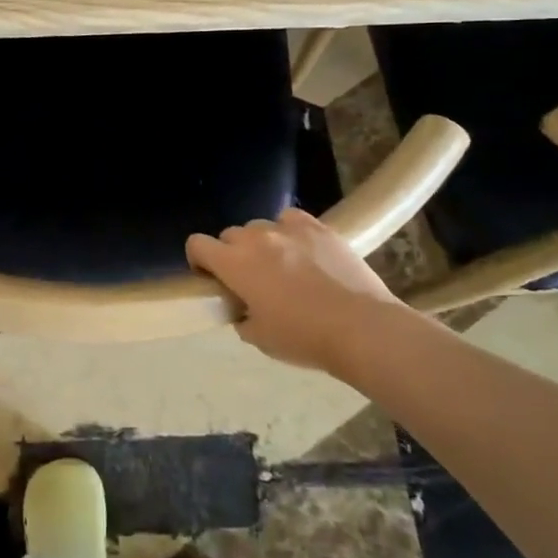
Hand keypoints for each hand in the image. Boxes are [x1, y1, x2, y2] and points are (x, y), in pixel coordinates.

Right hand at [186, 208, 408, 370]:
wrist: (360, 327)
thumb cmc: (303, 337)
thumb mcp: (259, 337)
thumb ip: (241, 316)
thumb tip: (243, 308)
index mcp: (233, 264)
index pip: (197, 244)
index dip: (199, 260)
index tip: (211, 278)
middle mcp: (255, 238)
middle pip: (229, 235)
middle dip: (232, 254)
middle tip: (250, 279)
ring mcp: (287, 228)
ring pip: (260, 226)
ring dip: (262, 243)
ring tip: (281, 265)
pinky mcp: (317, 227)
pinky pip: (291, 219)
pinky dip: (289, 231)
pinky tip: (302, 250)